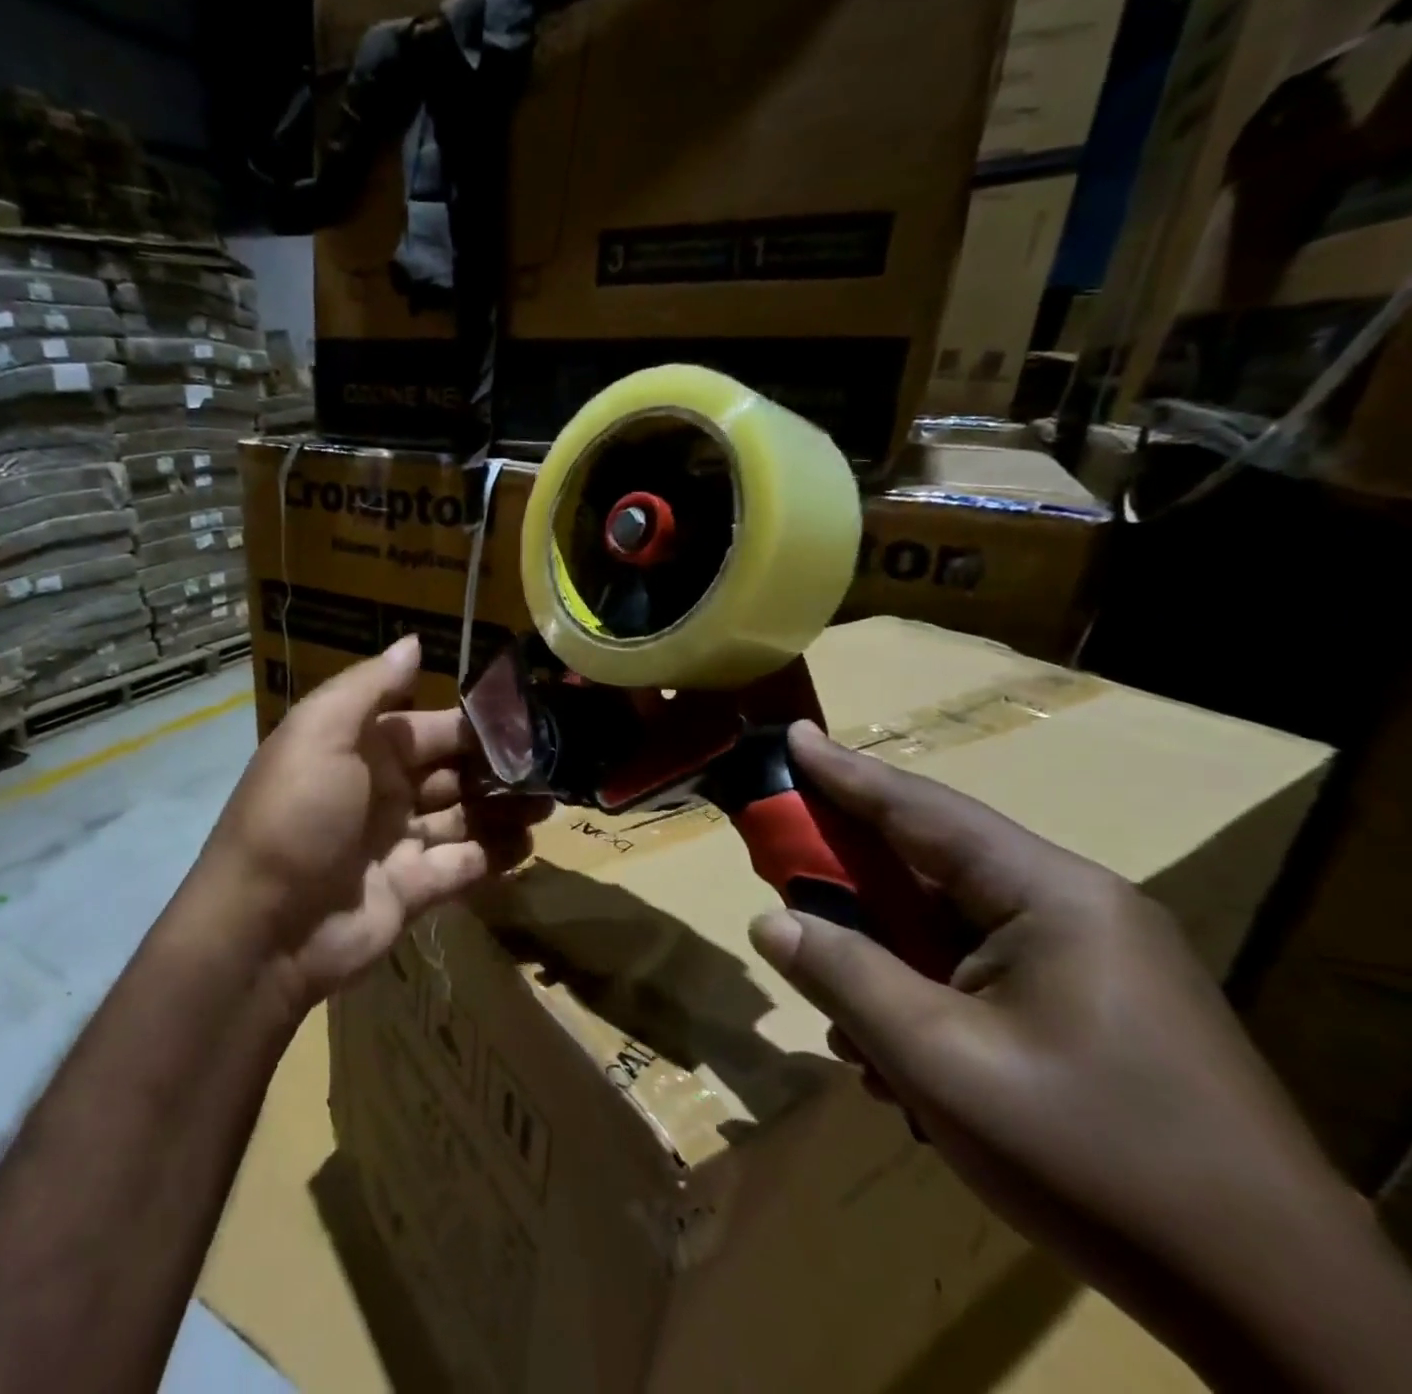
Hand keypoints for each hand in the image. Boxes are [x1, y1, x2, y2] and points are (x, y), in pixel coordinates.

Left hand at [195, 636, 547, 1010]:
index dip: (474, 724)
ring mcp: (398, 843)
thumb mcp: (321, 733)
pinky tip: (529, 843)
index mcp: (361, 750)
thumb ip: (369, 687)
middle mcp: (383, 792)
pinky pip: (463, 865)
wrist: (265, 926)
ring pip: (463, 817)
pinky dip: (495, 854)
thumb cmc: (297, 814)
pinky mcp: (414, 890)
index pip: (429, 728)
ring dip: (504, 809)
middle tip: (553, 764)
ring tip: (550, 802)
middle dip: (498, 768)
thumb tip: (413, 642)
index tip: (527, 719)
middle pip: (452, 772)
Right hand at [749, 721, 1411, 1393]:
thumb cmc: (1093, 1159)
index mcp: (1051, 897)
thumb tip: (769, 922)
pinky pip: (979, 977)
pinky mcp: (1092, 1012)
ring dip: (885, 967)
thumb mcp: (937, 1061)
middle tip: (782, 879)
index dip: (845, 773)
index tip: (791, 734)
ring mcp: (1091, 964)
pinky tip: (897, 1068)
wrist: (1280, 1315)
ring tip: (843, 1026)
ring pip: (949, 933)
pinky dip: (925, 1004)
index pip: (922, 811)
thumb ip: (843, 976)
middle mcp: (1075, 910)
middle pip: (931, 870)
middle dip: (851, 885)